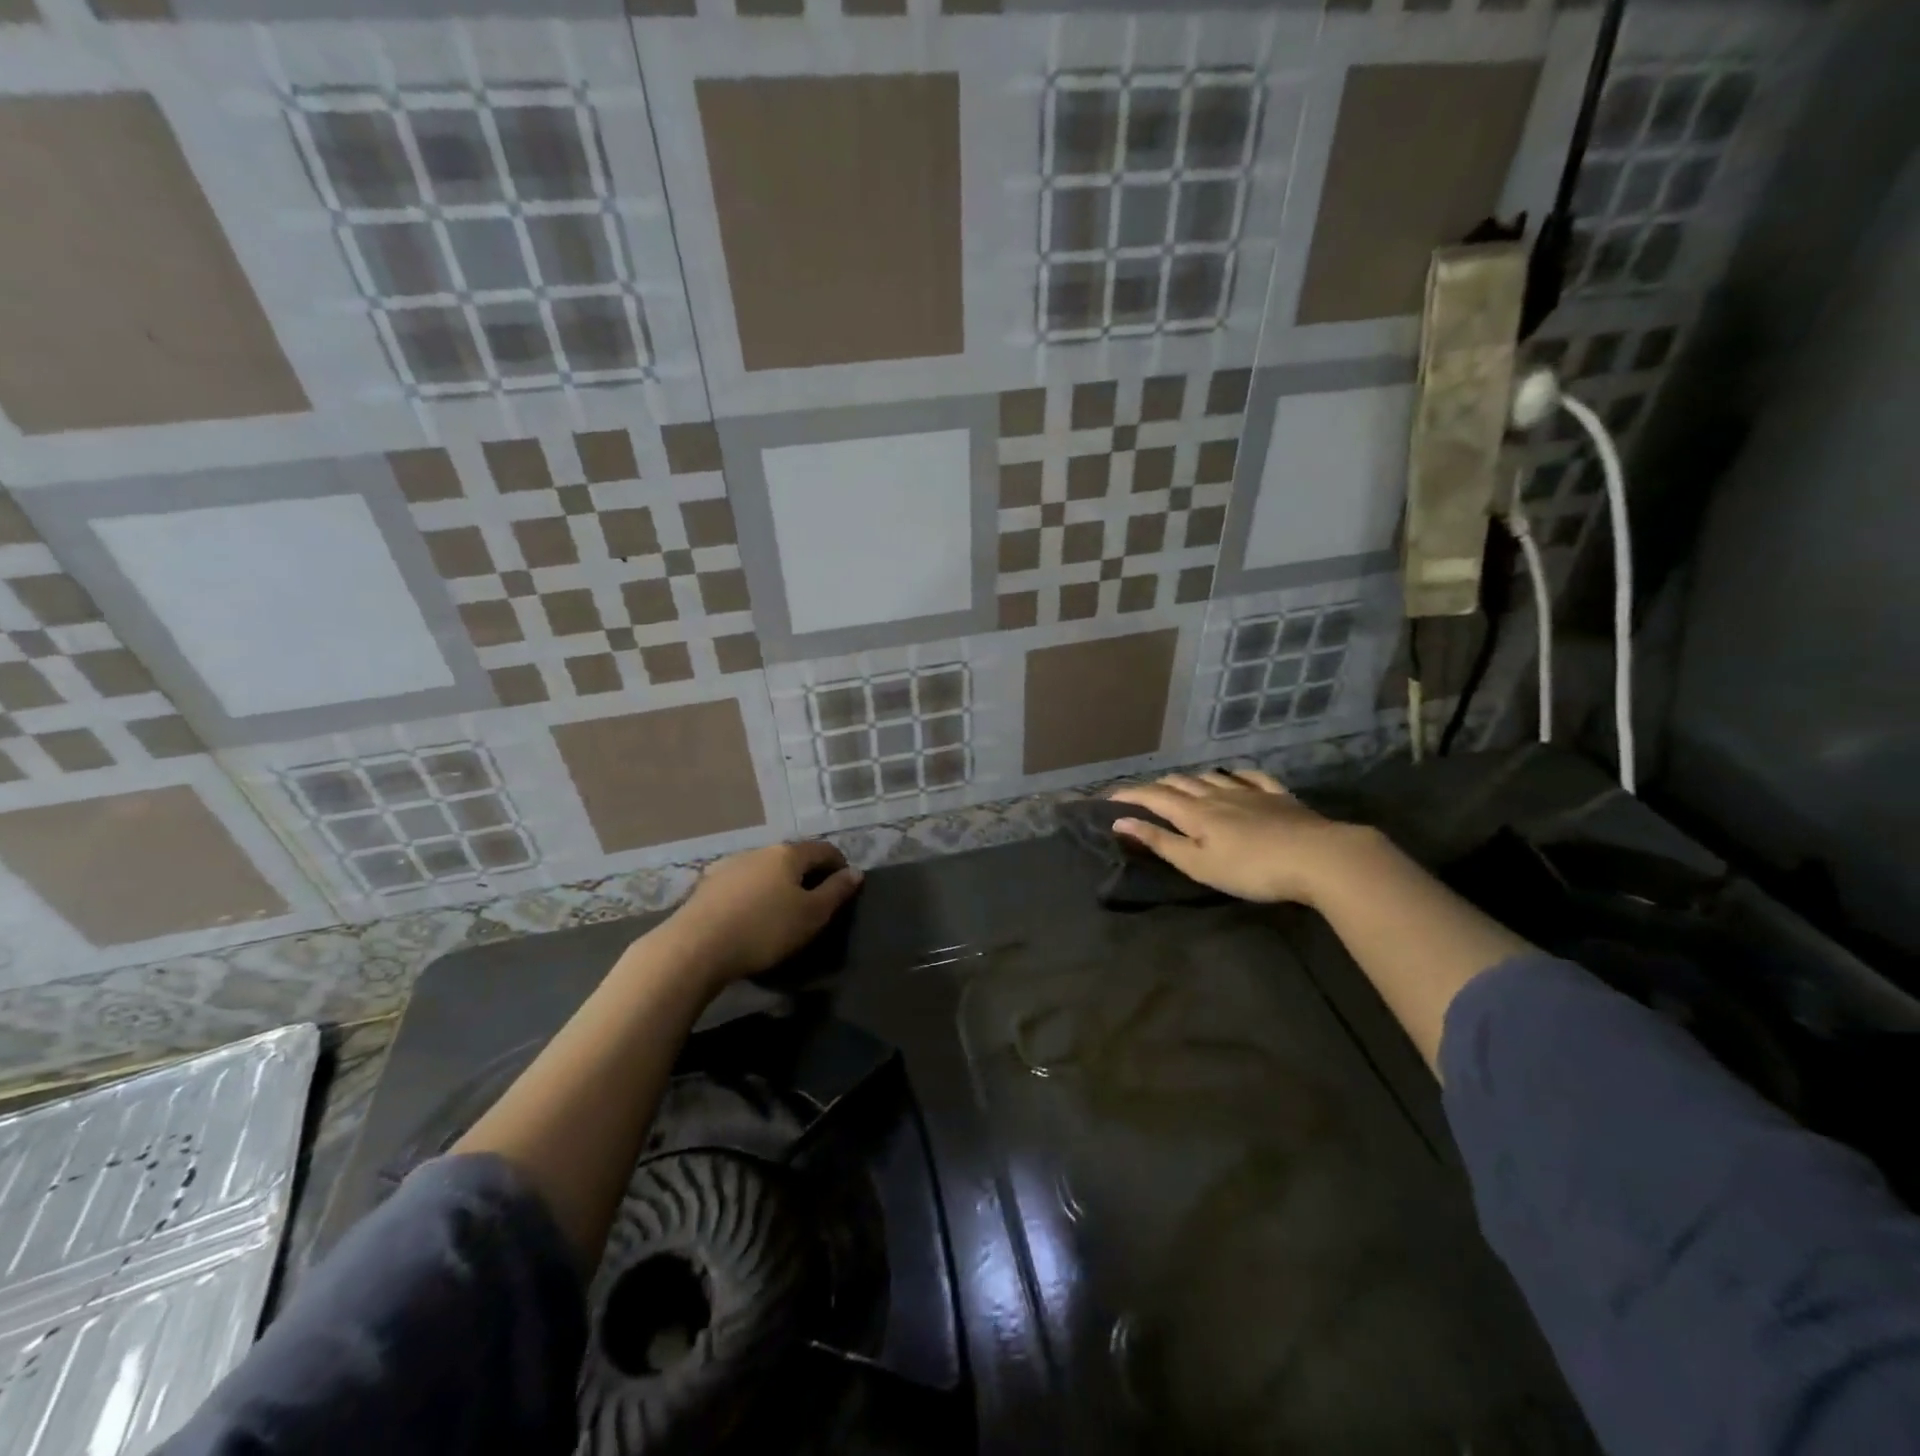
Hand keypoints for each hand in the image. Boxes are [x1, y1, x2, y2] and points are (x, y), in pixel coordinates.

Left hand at [660, 841, 861, 986]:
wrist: (695, 947)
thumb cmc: (764, 929)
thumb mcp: (811, 915)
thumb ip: (836, 892)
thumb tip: (855, 872)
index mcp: (787, 854)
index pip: (823, 849)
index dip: (839, 864)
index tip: (845, 884)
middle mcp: (758, 851)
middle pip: (792, 857)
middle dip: (807, 874)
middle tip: (816, 901)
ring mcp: (729, 866)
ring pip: (764, 870)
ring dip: (777, 884)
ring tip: (782, 909)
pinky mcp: (706, 886)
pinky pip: (741, 884)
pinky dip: (754, 894)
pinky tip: (750, 915)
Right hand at [1108, 769, 1372, 905]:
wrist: (1318, 858)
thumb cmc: (1251, 869)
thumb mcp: (1198, 864)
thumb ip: (1160, 842)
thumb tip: (1120, 821)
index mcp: (1194, 812)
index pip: (1153, 796)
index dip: (1129, 795)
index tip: (1108, 798)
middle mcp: (1217, 794)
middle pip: (1180, 782)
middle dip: (1156, 786)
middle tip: (1142, 795)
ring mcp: (1250, 792)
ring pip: (1212, 776)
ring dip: (1190, 779)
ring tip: (1181, 786)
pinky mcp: (1278, 797)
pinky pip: (1251, 777)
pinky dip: (1234, 775)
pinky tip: (1234, 777)